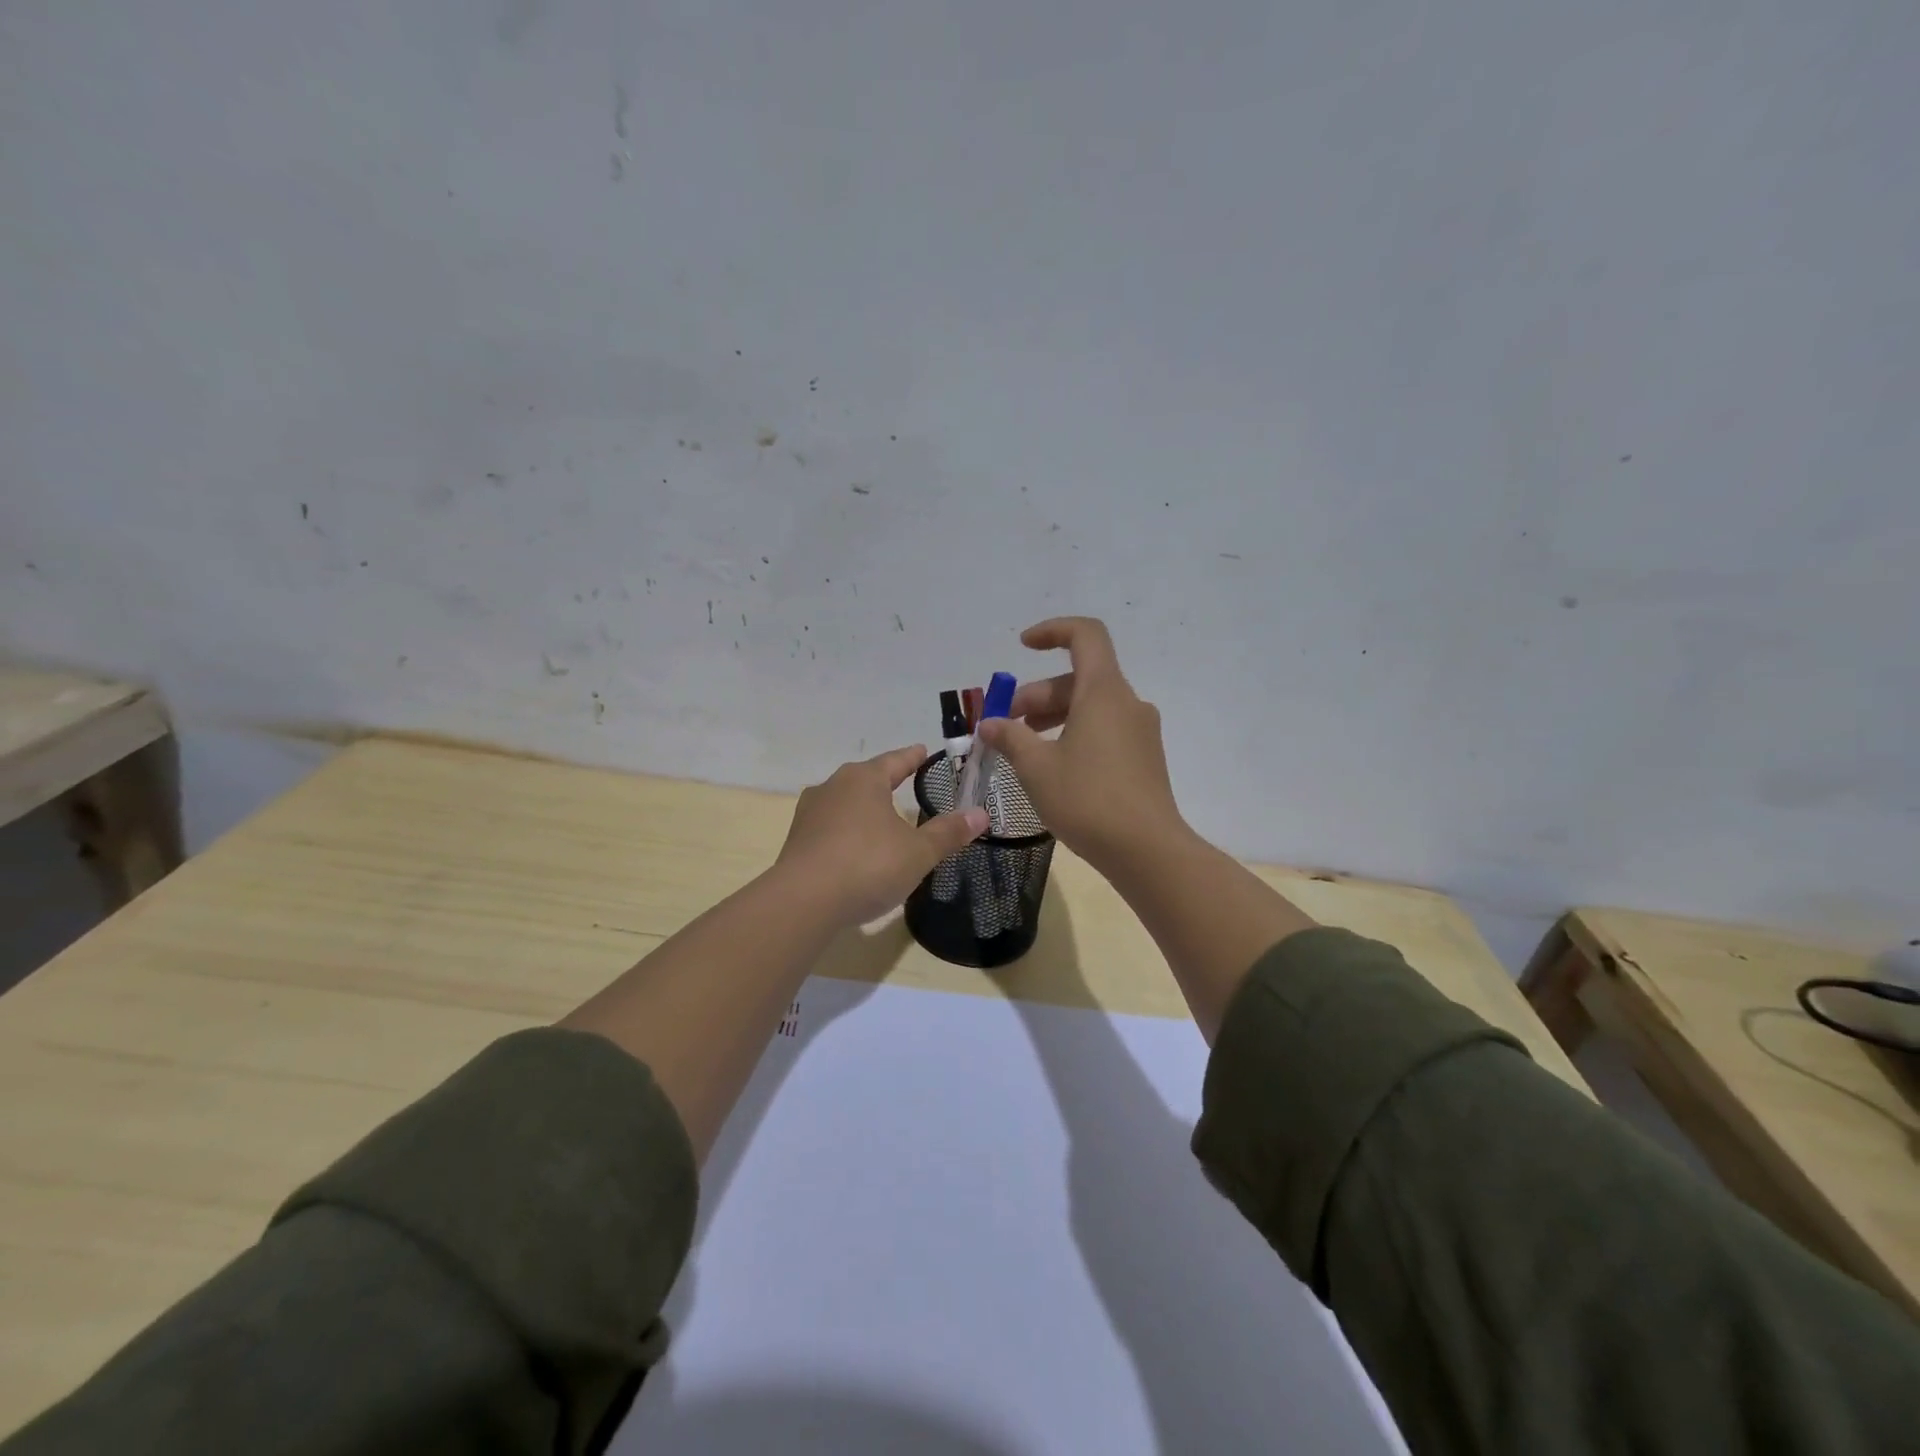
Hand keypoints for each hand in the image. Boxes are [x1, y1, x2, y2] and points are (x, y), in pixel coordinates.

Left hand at [775, 744, 988, 925]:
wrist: (803, 902)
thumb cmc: (867, 865)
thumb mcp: (917, 852)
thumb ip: (948, 833)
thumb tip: (981, 814)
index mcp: (864, 779)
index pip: (895, 761)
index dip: (912, 757)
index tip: (922, 750)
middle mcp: (833, 786)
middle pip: (866, 777)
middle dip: (885, 780)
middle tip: (904, 780)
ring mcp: (810, 813)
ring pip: (844, 800)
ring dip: (863, 806)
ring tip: (880, 815)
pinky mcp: (797, 840)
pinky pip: (829, 826)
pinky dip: (846, 829)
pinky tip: (854, 845)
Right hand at [975, 617, 1187, 870]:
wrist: (1147, 851)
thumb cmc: (1087, 799)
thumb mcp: (1036, 767)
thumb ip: (1010, 737)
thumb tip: (991, 724)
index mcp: (1104, 692)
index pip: (1085, 635)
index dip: (1052, 631)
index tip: (1022, 647)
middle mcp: (1127, 703)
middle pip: (1079, 678)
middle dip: (1037, 694)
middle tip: (1006, 725)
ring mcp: (1140, 731)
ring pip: (1091, 707)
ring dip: (1053, 716)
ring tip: (1023, 747)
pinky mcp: (1144, 758)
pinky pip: (1104, 730)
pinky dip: (1074, 733)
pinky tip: (1054, 766)